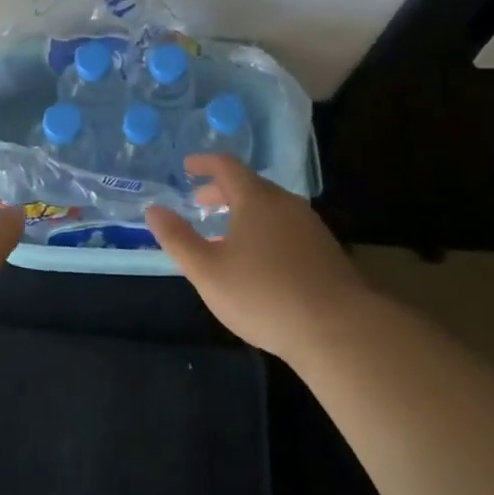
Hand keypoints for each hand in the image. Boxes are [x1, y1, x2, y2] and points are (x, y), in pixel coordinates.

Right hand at [146, 155, 366, 349]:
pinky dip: (264, 229)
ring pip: (271, 208)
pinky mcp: (326, 252)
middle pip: (250, 185)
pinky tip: (259, 259)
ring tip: (225, 233)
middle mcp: (286, 205)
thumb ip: (177, 238)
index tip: (187, 166)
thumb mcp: (206, 270)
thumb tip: (153, 210)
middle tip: (199, 203)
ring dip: (244, 211)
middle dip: (221, 190)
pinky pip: (287, 227)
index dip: (204, 163)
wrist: (340, 331)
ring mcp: (311, 228)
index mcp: (256, 199)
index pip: (227, 166)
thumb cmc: (263, 294)